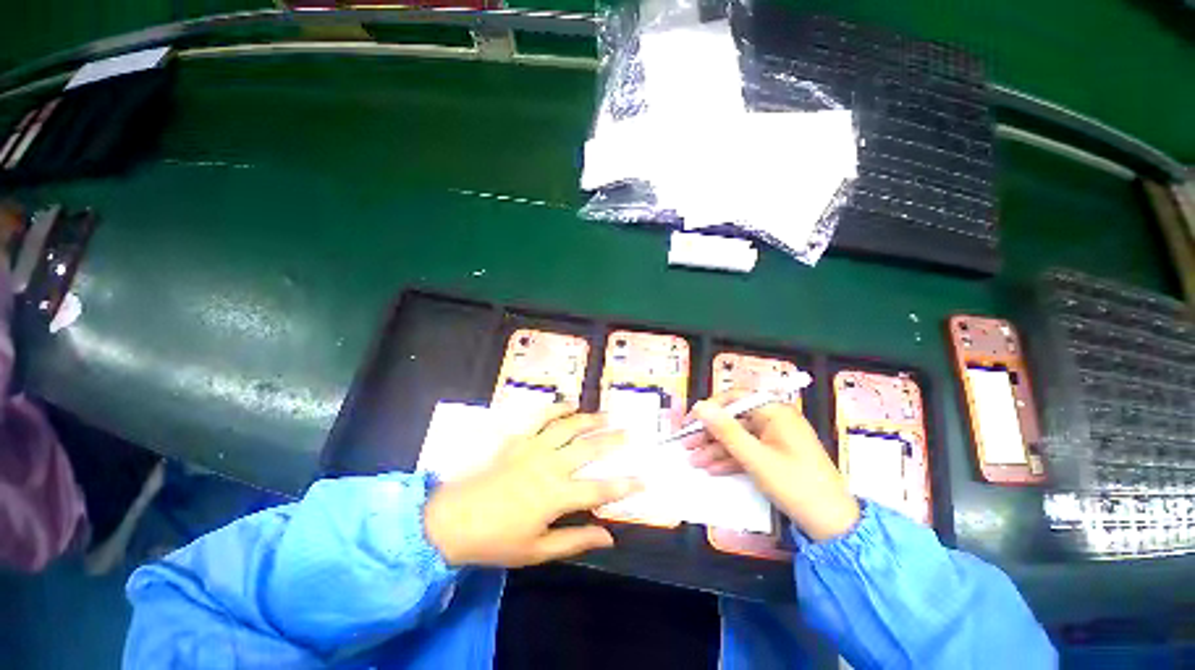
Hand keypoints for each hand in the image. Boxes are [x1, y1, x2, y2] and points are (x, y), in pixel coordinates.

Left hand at [423, 405, 639, 567]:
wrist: (453, 520)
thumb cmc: (497, 540)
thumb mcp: (538, 550)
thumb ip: (576, 540)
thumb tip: (609, 537)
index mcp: (557, 496)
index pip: (600, 489)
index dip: (624, 485)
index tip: (643, 480)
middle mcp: (551, 466)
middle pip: (589, 449)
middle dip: (612, 441)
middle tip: (628, 433)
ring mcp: (534, 448)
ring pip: (569, 427)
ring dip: (589, 420)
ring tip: (606, 415)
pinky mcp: (518, 440)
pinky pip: (540, 417)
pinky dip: (556, 407)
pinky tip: (569, 403)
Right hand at [686, 392, 859, 540]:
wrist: (832, 525)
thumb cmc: (796, 486)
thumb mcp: (755, 458)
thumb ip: (725, 430)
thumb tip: (699, 406)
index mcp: (775, 411)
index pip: (734, 398)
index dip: (709, 409)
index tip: (690, 423)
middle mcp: (775, 419)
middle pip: (734, 419)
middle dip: (709, 433)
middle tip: (686, 444)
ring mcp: (775, 438)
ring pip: (738, 437)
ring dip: (715, 448)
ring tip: (693, 461)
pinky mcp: (775, 455)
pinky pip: (747, 450)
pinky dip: (729, 459)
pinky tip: (711, 469)